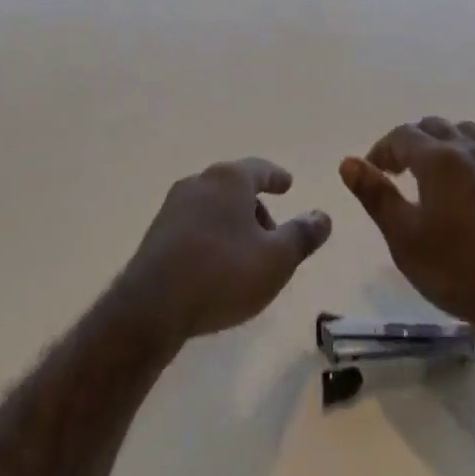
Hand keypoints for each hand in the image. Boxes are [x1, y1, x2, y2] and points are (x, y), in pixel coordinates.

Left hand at [119, 157, 331, 344]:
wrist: (151, 307)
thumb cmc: (223, 274)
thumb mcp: (277, 259)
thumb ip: (303, 234)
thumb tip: (323, 215)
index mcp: (231, 179)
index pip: (261, 169)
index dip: (277, 177)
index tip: (288, 184)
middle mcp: (201, 181)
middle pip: (235, 187)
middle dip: (255, 207)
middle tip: (271, 234)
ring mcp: (174, 206)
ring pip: (213, 206)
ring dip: (232, 224)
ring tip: (244, 256)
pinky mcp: (156, 233)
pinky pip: (193, 226)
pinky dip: (210, 237)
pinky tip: (214, 266)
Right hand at [340, 118, 474, 345]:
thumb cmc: (456, 270)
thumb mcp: (404, 238)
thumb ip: (375, 195)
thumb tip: (348, 162)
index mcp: (438, 158)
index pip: (401, 136)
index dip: (381, 150)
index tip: (371, 171)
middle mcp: (468, 149)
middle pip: (433, 127)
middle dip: (410, 143)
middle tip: (396, 171)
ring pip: (464, 132)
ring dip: (443, 142)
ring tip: (432, 171)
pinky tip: (472, 179)